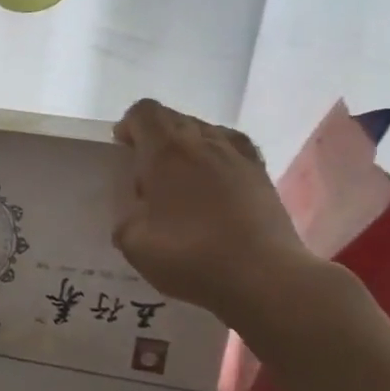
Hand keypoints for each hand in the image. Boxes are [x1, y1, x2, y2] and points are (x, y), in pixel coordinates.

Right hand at [111, 99, 313, 324]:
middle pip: (174, 117)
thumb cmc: (191, 256)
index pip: (144, 112)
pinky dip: (219, 157)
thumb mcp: (133, 243)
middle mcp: (202, 142)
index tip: (124, 153)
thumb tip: (136, 211)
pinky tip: (216, 183)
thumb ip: (126, 217)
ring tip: (182, 179)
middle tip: (148, 173)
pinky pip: (234, 149)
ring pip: (206, 130)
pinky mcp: (263, 175)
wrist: (266, 278)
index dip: (129, 126)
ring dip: (188, 146)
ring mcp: (238, 156)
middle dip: (156, 136)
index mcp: (165, 151)